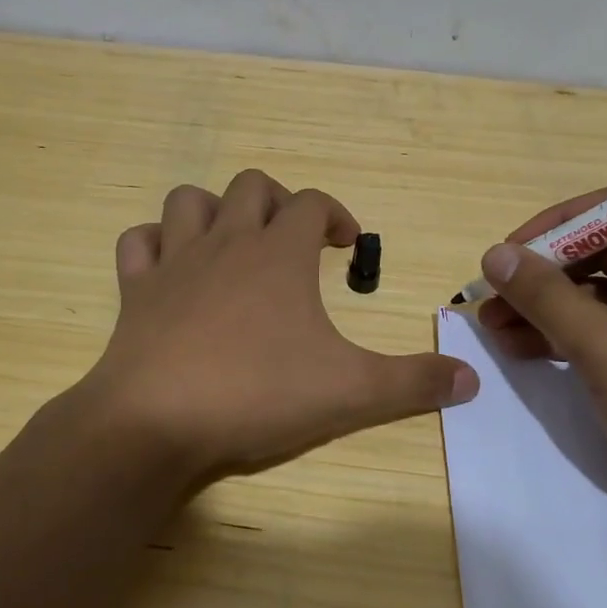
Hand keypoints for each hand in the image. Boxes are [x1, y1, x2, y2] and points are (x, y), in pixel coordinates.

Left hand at [79, 169, 477, 486]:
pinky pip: (137, 243)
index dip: (337, 215)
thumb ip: (414, 382)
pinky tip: (170, 267)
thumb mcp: (351, 392)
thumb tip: (471, 380)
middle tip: (294, 241)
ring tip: (232, 243)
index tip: (347, 245)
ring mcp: (174, 263)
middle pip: (252, 186)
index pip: (314, 203)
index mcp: (278, 254)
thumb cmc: (258, 394)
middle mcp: (225, 243)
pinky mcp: (135, 291)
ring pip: (188, 200)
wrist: (157, 421)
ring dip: (213, 210)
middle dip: (278, 202)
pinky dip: (154, 244)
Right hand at [476, 190, 606, 539]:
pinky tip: (525, 351)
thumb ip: (547, 297)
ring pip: (601, 295)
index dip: (554, 227)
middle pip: (603, 253)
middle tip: (490, 299)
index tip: (507, 256)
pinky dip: (570, 337)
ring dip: (547, 309)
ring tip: (495, 331)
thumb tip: (495, 254)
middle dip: (542, 275)